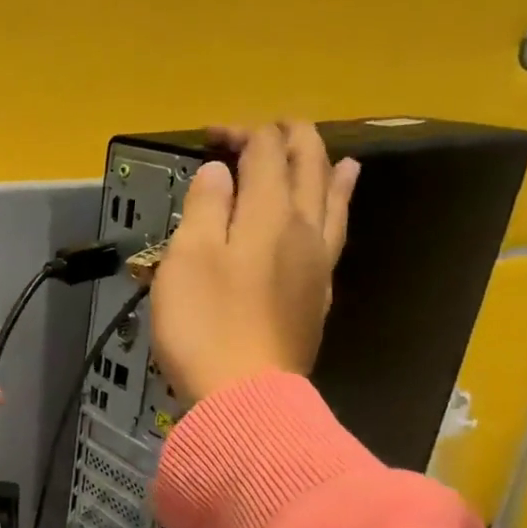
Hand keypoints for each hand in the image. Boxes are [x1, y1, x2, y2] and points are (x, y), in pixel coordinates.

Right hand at [151, 121, 358, 404]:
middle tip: (261, 131)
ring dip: (323, 166)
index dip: (242, 132)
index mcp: (267, 214)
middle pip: (305, 167)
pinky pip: (336, 232)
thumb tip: (221, 172)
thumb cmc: (204, 325)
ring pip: (331, 198)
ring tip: (325, 152)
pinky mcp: (318, 295)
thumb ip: (205, 207)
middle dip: (285, 139)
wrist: (244, 396)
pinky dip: (339, 204)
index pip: (264, 151)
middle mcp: (303, 228)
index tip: (209, 136)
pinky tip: (338, 204)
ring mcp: (318, 263)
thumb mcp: (187, 259)